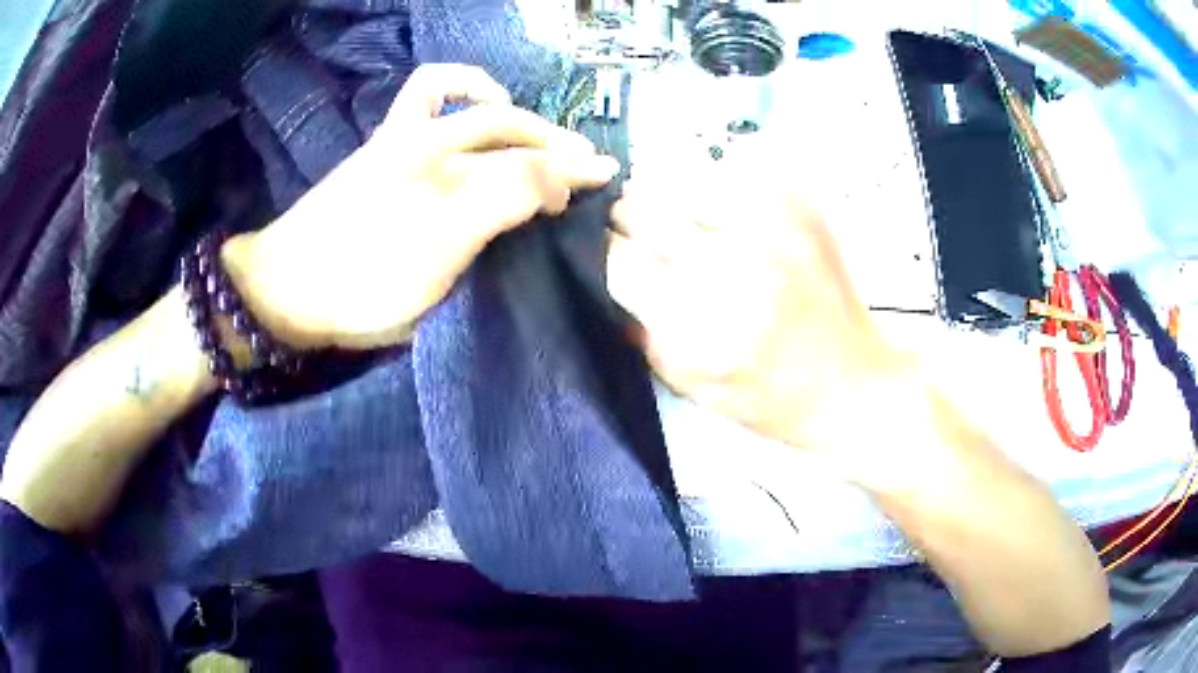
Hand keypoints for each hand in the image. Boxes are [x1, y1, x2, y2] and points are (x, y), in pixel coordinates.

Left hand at [223, 64, 619, 349]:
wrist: (286, 285)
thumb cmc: (362, 293)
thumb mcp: (439, 274)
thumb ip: (498, 217)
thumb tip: (551, 187)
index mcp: (448, 190)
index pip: (530, 173)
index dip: (571, 179)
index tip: (602, 187)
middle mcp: (430, 151)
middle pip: (509, 134)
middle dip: (557, 147)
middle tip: (589, 165)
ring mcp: (403, 142)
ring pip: (474, 109)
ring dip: (517, 114)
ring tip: (538, 132)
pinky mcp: (384, 146)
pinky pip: (427, 98)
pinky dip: (462, 87)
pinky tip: (478, 104)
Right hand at [606, 168, 913, 453]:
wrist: (851, 385)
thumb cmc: (768, 399)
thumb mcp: (688, 387)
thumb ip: (639, 329)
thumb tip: (605, 273)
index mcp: (696, 326)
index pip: (617, 258)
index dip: (604, 248)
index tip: (610, 247)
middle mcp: (731, 269)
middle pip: (644, 208)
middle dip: (633, 218)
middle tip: (645, 231)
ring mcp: (771, 230)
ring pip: (684, 180)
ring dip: (675, 198)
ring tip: (695, 223)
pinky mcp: (801, 209)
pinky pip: (738, 169)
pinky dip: (723, 184)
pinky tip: (735, 215)